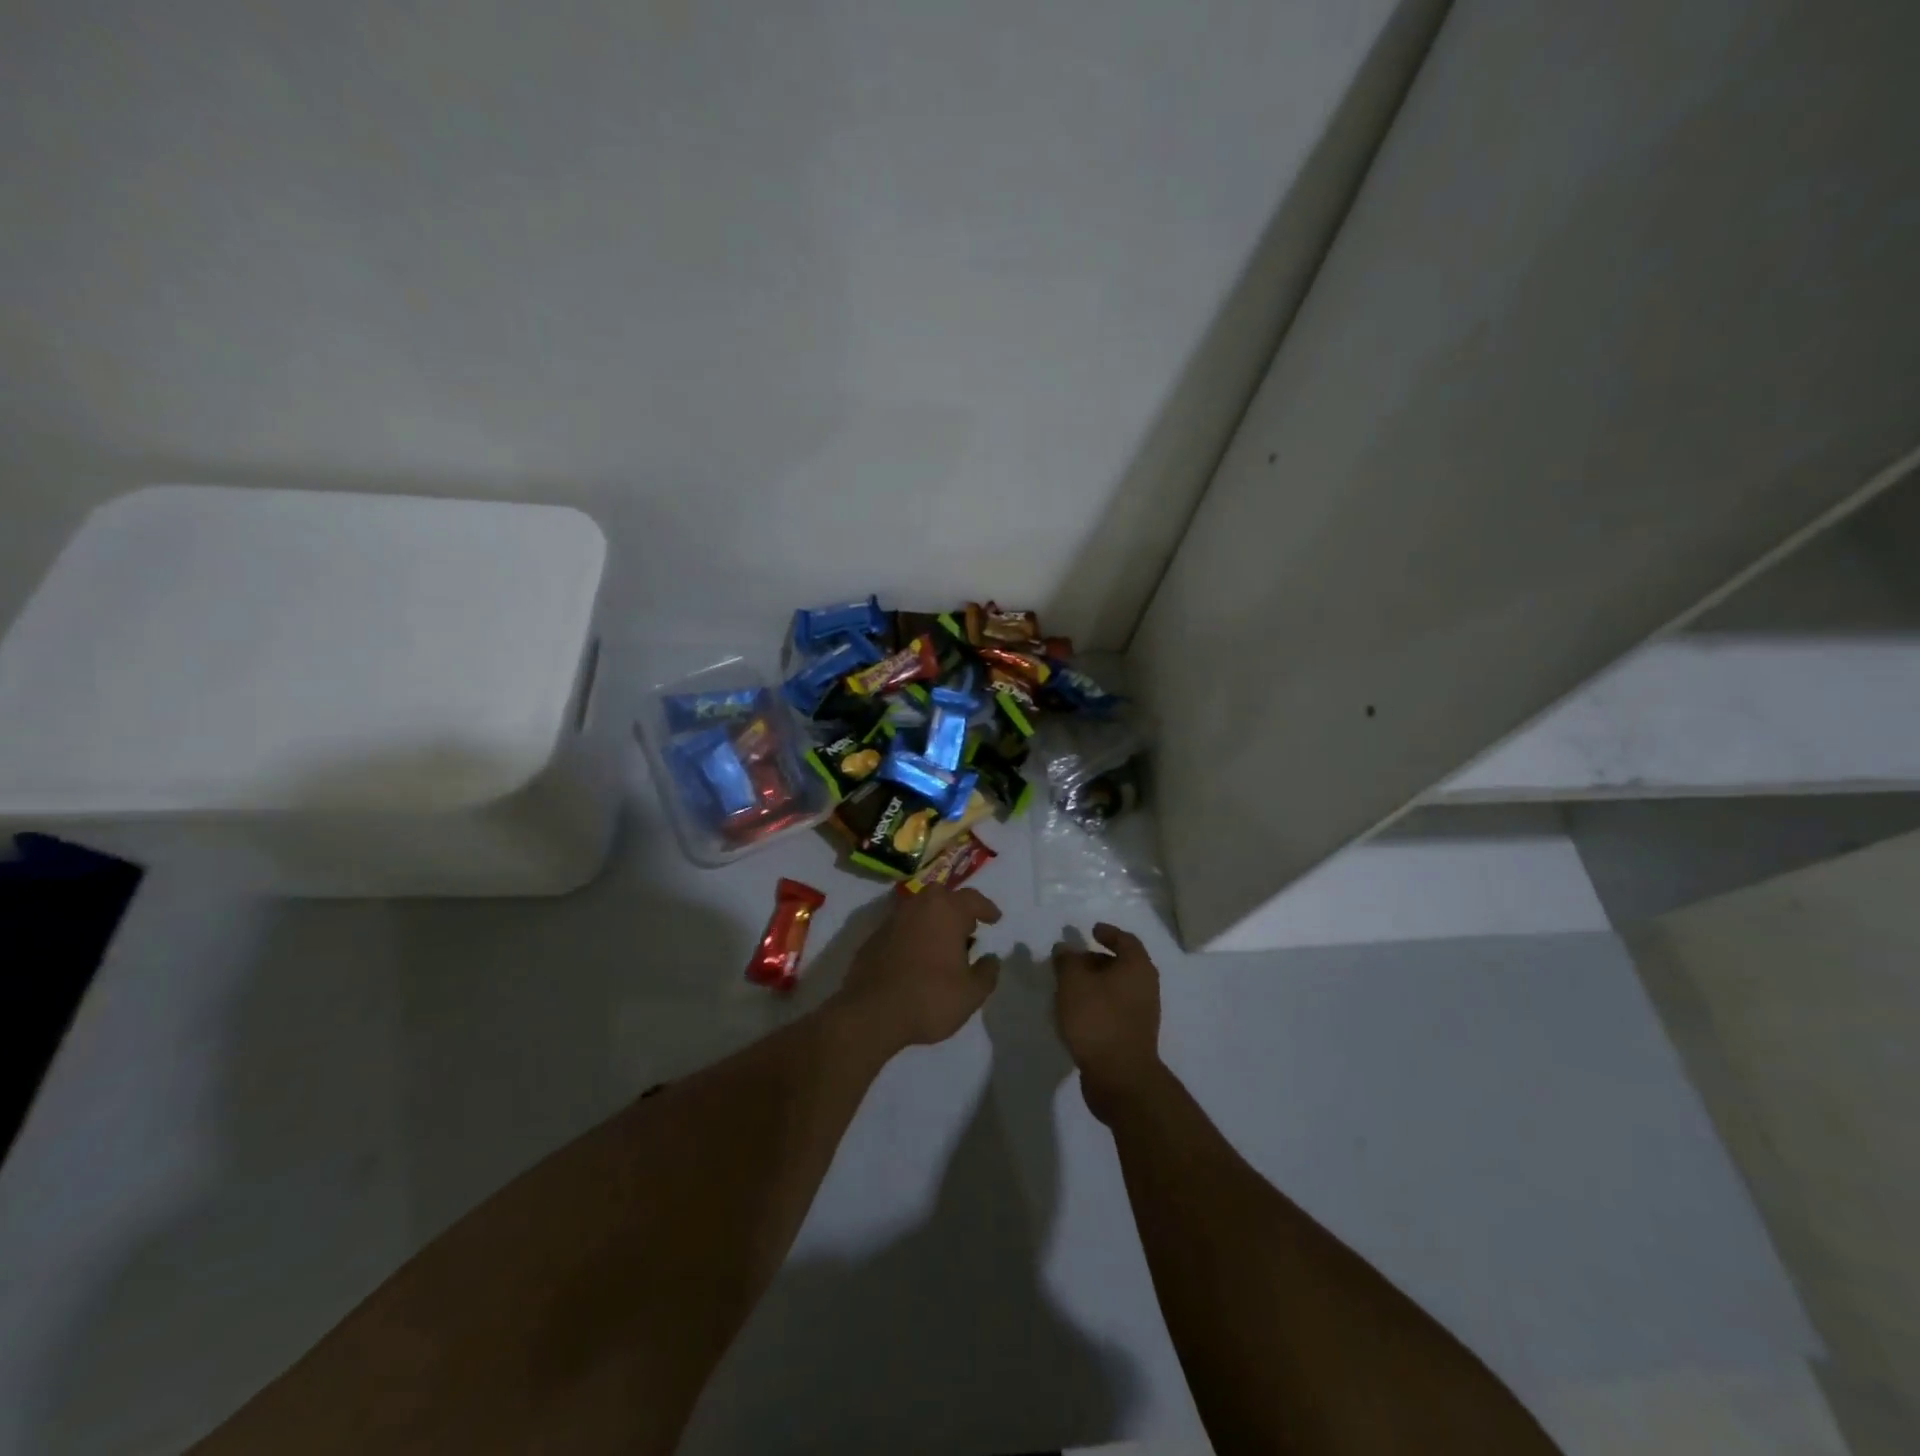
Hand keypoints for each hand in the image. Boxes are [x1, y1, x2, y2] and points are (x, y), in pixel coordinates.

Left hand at [832, 888, 1002, 1053]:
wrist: (872, 1013)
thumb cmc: (930, 998)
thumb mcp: (971, 994)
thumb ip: (987, 973)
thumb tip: (991, 959)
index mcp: (946, 911)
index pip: (972, 899)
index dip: (986, 908)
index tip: (994, 918)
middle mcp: (918, 906)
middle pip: (943, 898)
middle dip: (957, 910)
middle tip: (968, 930)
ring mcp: (893, 920)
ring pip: (920, 911)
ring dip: (934, 922)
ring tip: (943, 946)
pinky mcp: (874, 937)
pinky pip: (902, 928)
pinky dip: (914, 936)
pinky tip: (918, 958)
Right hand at [1053, 923, 1162, 1122]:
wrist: (1120, 1077)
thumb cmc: (1098, 1019)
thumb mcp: (1073, 982)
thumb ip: (1067, 960)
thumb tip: (1065, 948)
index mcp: (1137, 967)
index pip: (1126, 940)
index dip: (1108, 933)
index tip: (1091, 930)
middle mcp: (1145, 987)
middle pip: (1121, 964)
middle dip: (1096, 959)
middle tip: (1071, 960)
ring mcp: (1141, 1014)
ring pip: (1116, 988)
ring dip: (1094, 984)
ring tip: (1067, 987)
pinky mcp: (1132, 1036)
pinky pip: (1113, 1009)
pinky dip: (1096, 1003)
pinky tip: (1075, 1012)